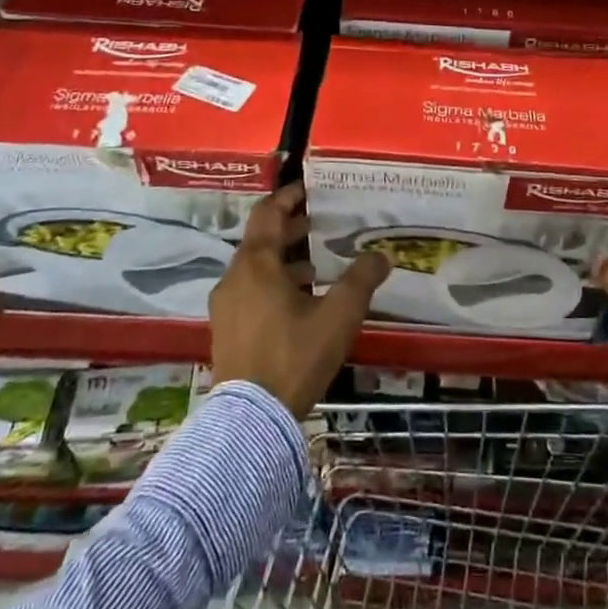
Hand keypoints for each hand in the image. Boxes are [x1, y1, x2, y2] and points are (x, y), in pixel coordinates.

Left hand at [209, 182, 390, 416]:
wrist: (250, 420)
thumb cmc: (294, 356)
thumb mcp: (337, 316)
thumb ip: (361, 280)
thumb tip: (381, 254)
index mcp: (257, 264)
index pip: (268, 212)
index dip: (289, 197)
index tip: (311, 189)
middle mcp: (235, 277)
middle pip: (261, 239)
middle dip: (291, 228)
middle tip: (321, 224)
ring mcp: (226, 305)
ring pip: (255, 267)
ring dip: (283, 259)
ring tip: (316, 266)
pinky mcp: (226, 330)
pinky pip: (249, 291)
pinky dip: (272, 283)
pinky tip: (298, 302)